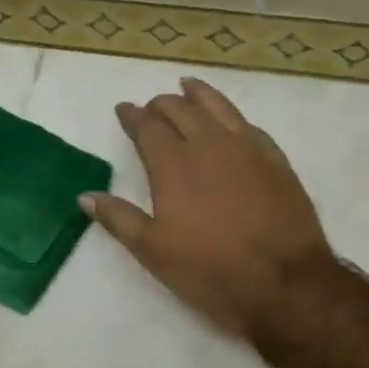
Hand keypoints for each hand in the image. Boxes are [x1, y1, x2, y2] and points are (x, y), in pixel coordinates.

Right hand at [81, 77, 331, 339]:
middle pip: (182, 110)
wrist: (284, 281)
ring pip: (219, 107)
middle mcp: (209, 144)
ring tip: (189, 86)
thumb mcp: (154, 251)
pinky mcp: (276, 160)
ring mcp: (247, 148)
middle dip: (162, 104)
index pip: (147, 127)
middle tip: (152, 106)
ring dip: (199, 95)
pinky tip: (231, 121)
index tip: (124, 109)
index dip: (132, 116)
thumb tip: (85, 196)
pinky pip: (249, 125)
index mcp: (174, 164)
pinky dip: (232, 116)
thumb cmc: (210, 270)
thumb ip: (119, 219)